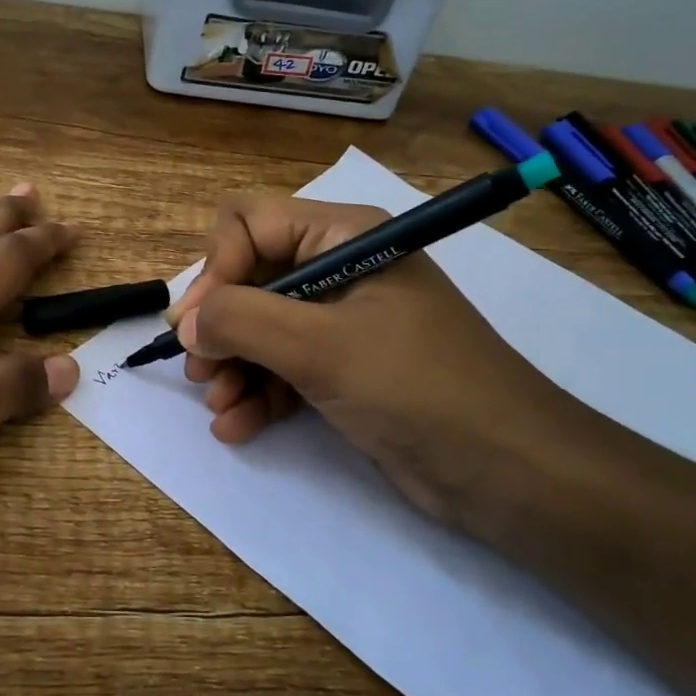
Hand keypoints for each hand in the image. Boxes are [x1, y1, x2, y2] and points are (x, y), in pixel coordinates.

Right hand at [170, 196, 582, 529]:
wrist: (509, 473)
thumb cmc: (417, 388)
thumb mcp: (321, 347)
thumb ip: (242, 321)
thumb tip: (186, 322)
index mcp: (345, 235)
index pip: (251, 222)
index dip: (217, 268)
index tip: (198, 326)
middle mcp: (340, 268)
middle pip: (250, 277)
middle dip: (220, 326)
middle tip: (200, 371)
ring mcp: (342, 322)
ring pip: (260, 327)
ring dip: (232, 366)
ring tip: (220, 408)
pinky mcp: (344, 369)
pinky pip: (282, 367)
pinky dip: (256, 393)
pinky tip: (236, 427)